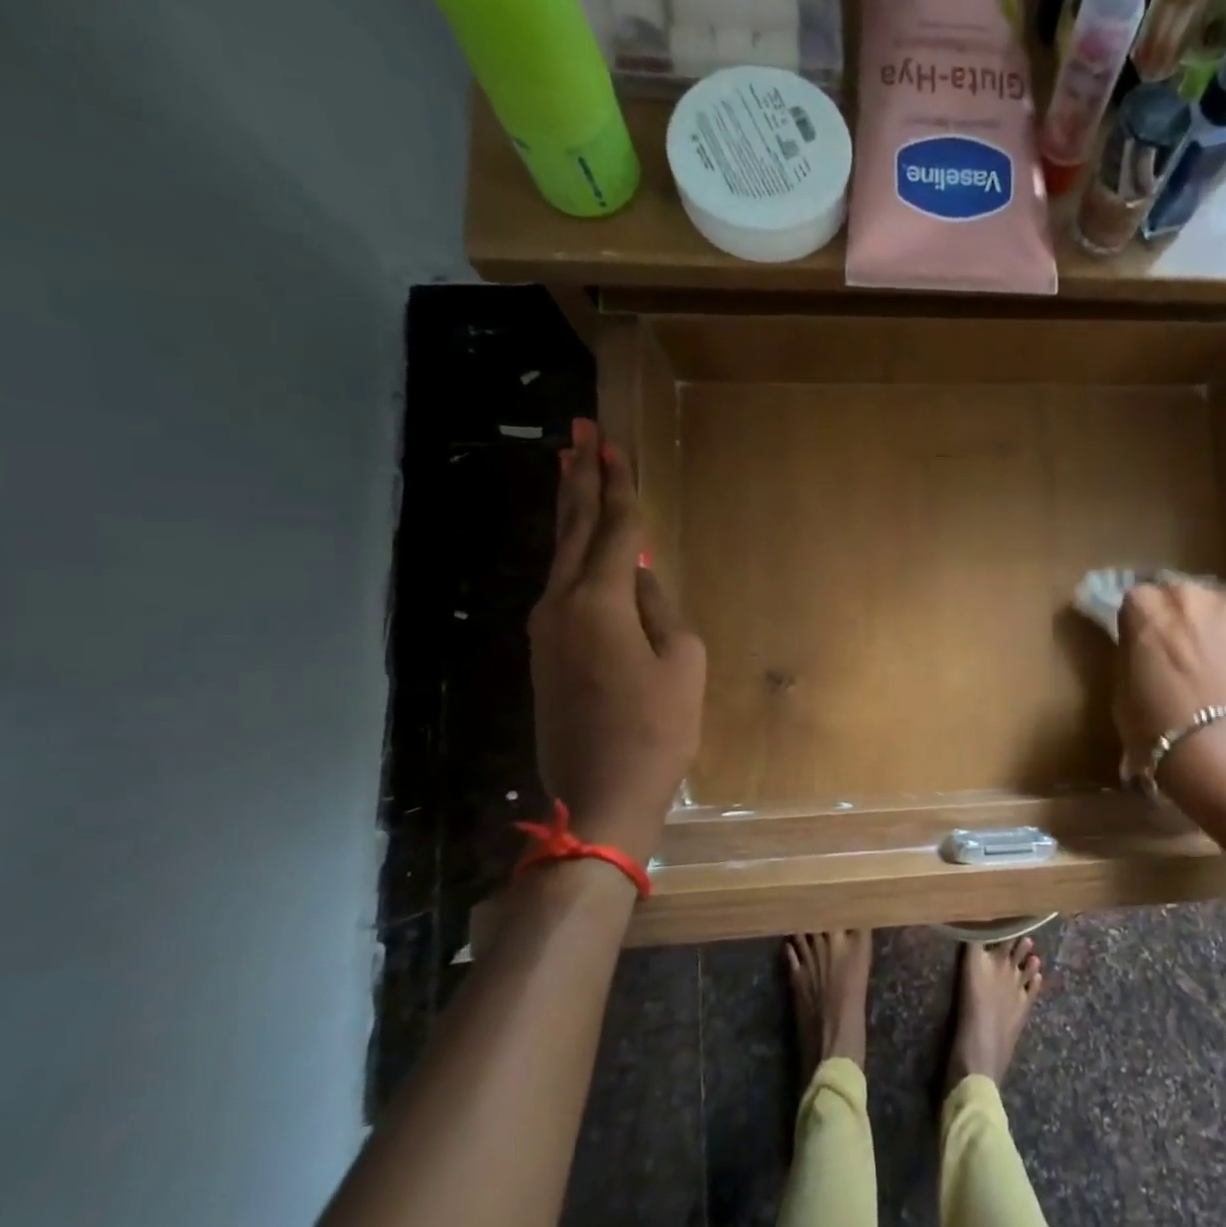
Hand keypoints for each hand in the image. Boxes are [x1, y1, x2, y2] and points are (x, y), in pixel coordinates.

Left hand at [528, 418, 704, 855]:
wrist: (600, 794)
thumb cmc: (657, 730)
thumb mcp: (682, 662)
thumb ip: (660, 608)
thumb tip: (638, 575)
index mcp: (599, 603)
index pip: (612, 529)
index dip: (616, 486)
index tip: (611, 443)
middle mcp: (560, 605)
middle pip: (572, 529)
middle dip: (579, 479)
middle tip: (579, 433)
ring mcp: (545, 629)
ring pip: (558, 555)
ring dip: (569, 511)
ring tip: (572, 470)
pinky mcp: (543, 652)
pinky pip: (558, 586)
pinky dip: (569, 553)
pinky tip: (576, 542)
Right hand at [1113, 581, 1225, 769]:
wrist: (1218, 747)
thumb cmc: (1154, 722)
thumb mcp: (1122, 686)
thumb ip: (1133, 654)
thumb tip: (1145, 649)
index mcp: (1144, 606)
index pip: (1136, 603)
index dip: (1140, 627)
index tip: (1143, 649)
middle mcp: (1187, 595)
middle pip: (1179, 599)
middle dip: (1178, 621)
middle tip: (1179, 657)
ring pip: (1216, 612)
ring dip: (1212, 631)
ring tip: (1213, 670)